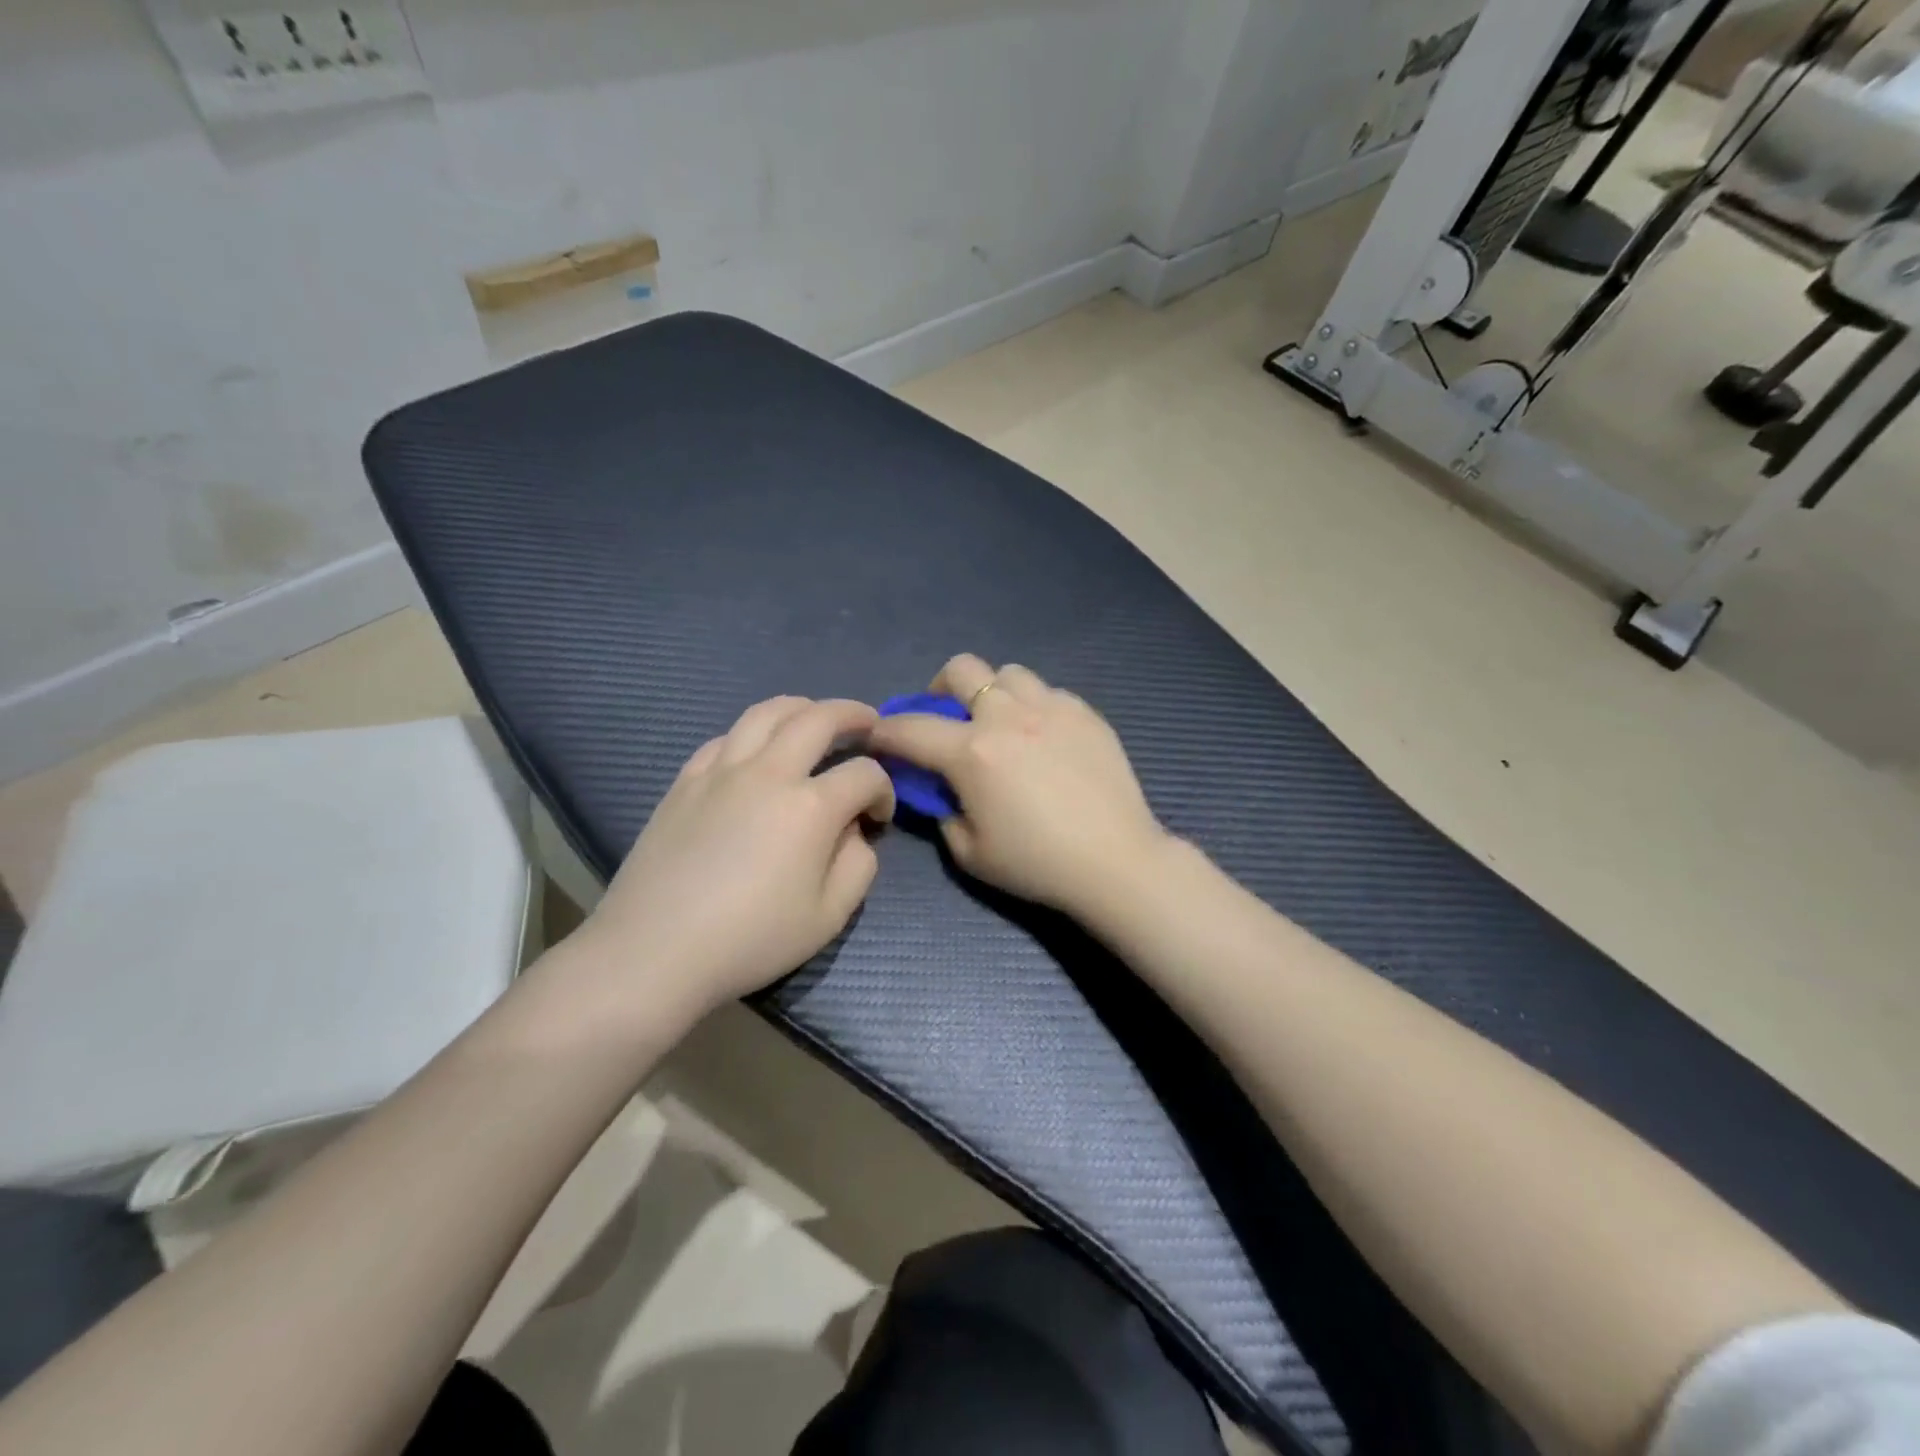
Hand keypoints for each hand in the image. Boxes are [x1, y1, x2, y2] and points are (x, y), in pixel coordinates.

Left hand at [572, 697, 894, 1020]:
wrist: (654, 951)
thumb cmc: (750, 940)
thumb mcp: (829, 918)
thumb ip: (859, 866)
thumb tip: (852, 831)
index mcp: (811, 807)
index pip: (864, 773)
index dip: (884, 788)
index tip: (879, 815)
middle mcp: (769, 773)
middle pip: (819, 718)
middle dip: (853, 715)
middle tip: (869, 723)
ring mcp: (721, 770)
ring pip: (767, 712)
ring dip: (802, 707)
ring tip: (815, 716)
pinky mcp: (685, 780)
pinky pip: (725, 737)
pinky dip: (752, 732)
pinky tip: (756, 750)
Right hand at [866, 654, 1168, 915]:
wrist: (1116, 861)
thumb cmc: (1037, 864)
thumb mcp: (970, 852)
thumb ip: (944, 812)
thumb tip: (944, 790)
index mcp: (973, 752)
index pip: (911, 728)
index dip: (886, 731)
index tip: (880, 738)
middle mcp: (1008, 716)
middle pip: (963, 669)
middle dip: (941, 688)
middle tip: (948, 718)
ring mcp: (1052, 708)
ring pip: (1009, 674)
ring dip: (993, 693)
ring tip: (1003, 725)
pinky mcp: (1086, 713)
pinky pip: (1048, 693)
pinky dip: (1034, 708)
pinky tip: (1044, 740)